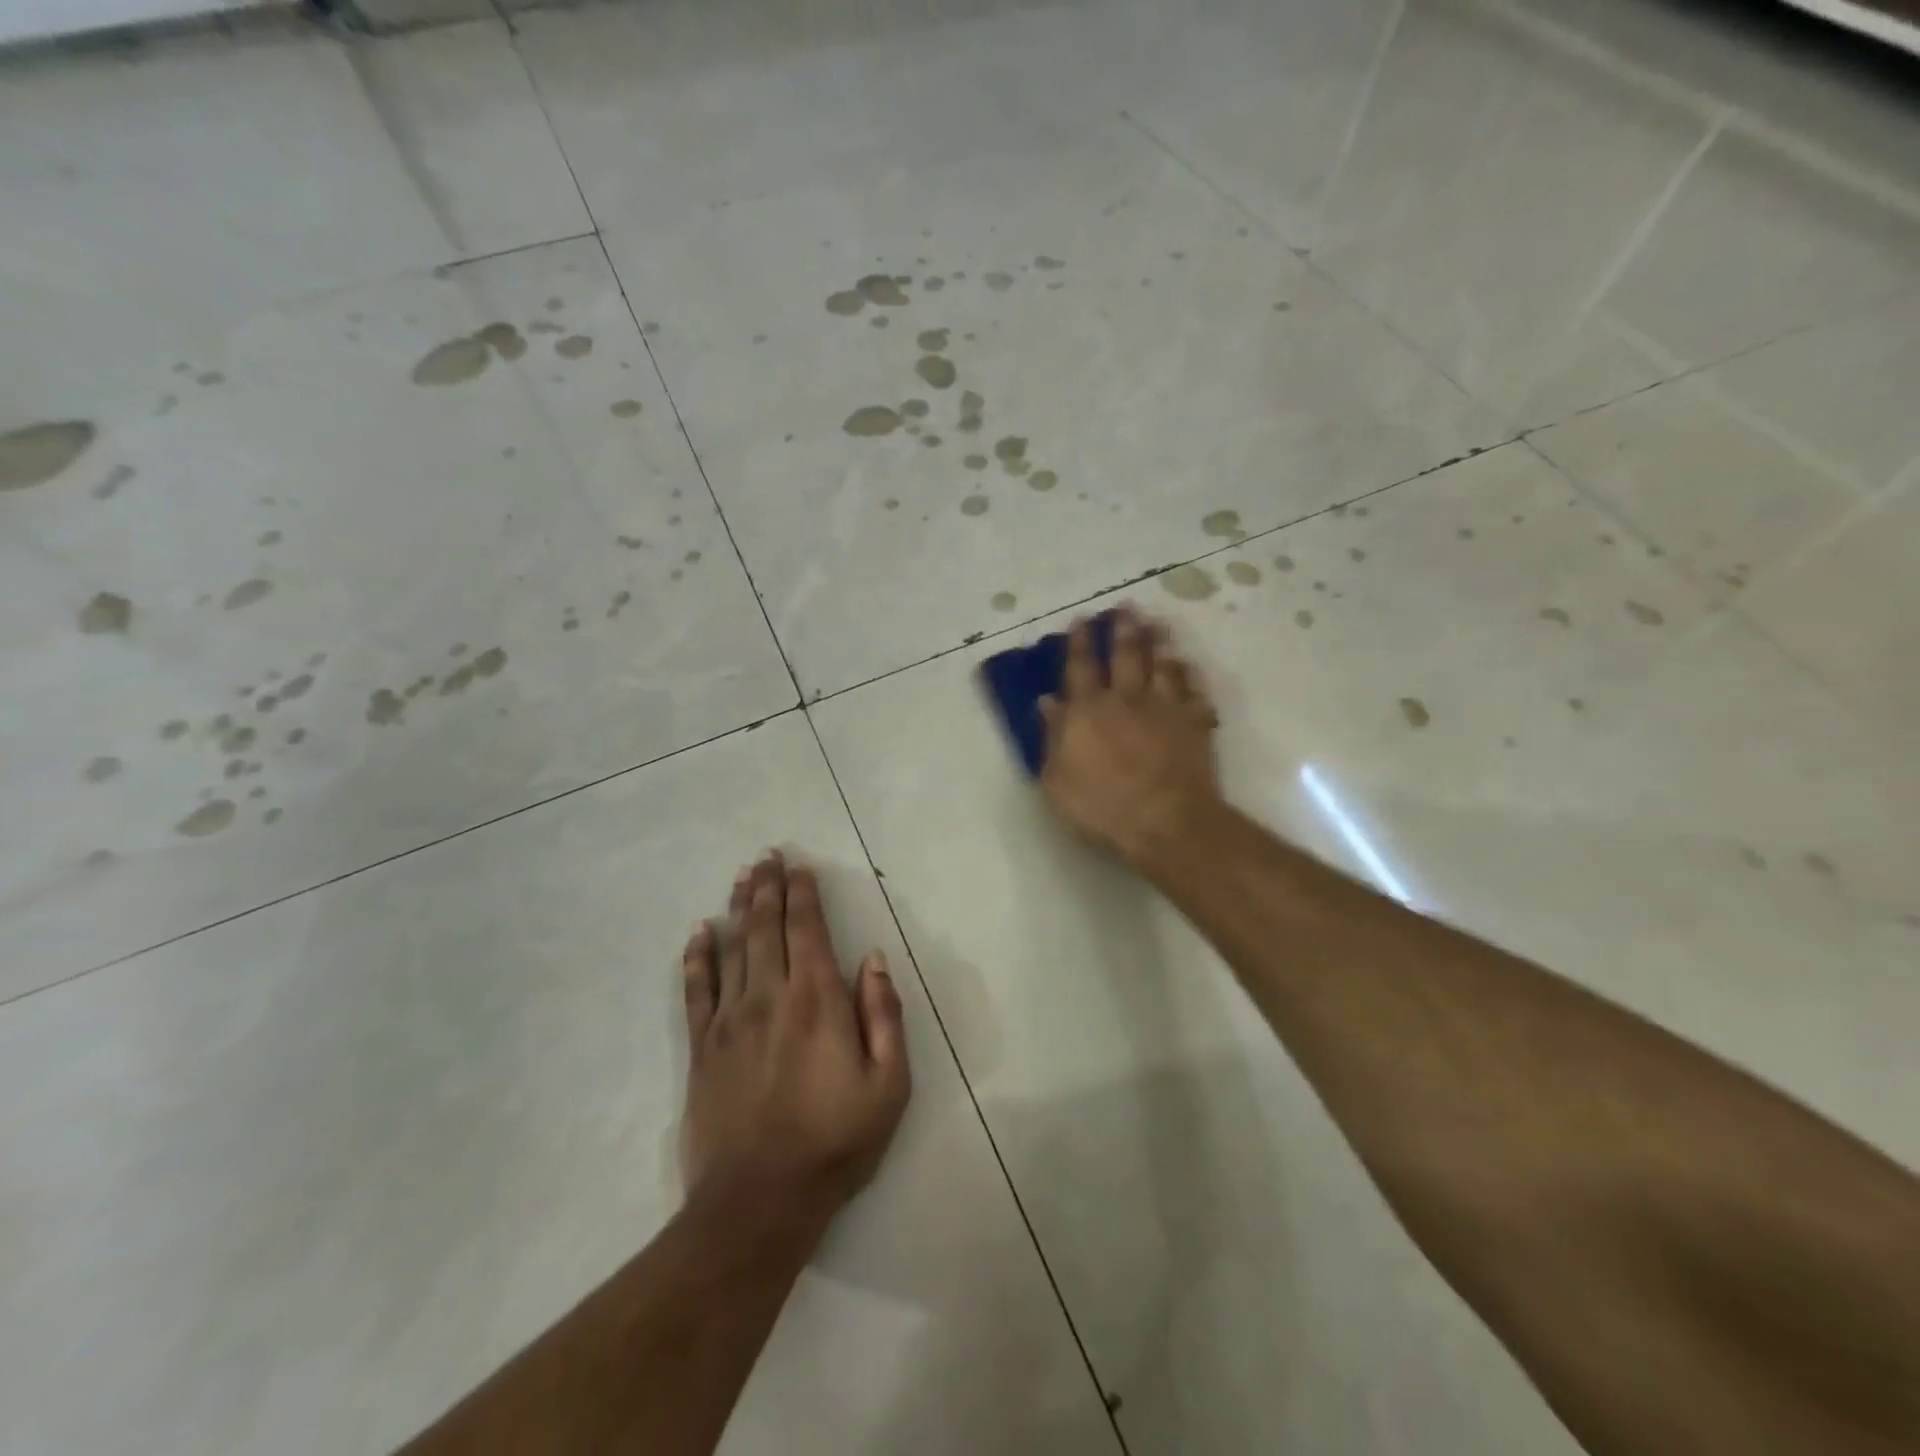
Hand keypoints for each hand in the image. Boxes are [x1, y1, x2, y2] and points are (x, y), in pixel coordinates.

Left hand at [680, 853, 910, 1226]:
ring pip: (733, 948)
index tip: (799, 867)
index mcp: (817, 1001)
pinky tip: (698, 933)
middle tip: (766, 855)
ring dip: (738, 908)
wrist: (759, 1202)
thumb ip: (884, 1014)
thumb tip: (874, 958)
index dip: (803, 894)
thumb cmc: (835, 1141)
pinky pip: (697, 990)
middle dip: (768, 887)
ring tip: (741, 876)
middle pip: (766, 928)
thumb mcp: (888, 1084)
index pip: (807, 930)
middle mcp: (770, 997)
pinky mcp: (702, 1048)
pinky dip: (697, 957)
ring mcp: (730, 1021)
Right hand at [1038, 606, 1221, 862]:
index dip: (1080, 642)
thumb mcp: (1057, 778)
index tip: (1081, 620)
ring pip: (1162, 664)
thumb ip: (1052, 736)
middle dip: (1123, 629)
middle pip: (1126, 655)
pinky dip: (1191, 675)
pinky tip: (1189, 665)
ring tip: (1158, 622)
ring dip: (1159, 641)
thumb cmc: (1101, 805)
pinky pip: (1194, 690)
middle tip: (1126, 607)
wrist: (1165, 820)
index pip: (1081, 667)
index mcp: (1088, 710)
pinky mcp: (1194, 722)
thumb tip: (1047, 701)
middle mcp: (1126, 698)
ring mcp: (1164, 708)